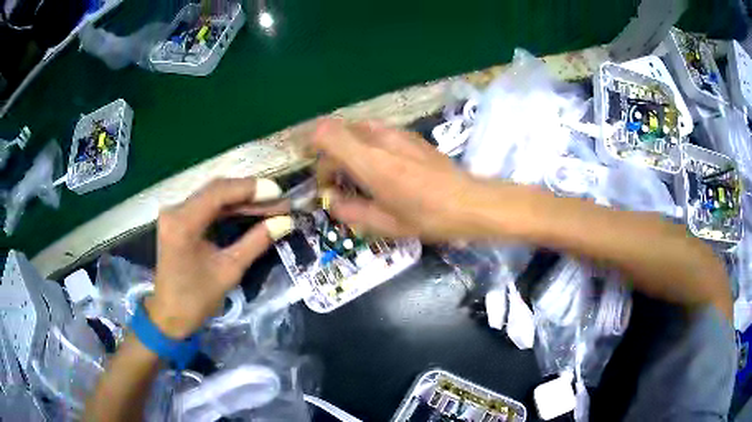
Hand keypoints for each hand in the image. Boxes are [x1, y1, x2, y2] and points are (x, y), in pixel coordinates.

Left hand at [146, 177, 292, 338]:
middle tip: (280, 201)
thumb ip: (256, 242)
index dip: (249, 189)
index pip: (218, 192)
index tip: (278, 193)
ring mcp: (175, 213)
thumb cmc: (196, 299)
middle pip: (216, 190)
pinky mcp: (178, 219)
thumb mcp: (229, 270)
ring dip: (241, 200)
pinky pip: (207, 206)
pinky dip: (229, 208)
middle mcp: (175, 210)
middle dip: (249, 194)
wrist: (170, 315)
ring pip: (213, 196)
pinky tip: (249, 211)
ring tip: (271, 205)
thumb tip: (285, 222)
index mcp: (183, 223)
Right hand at [310, 118, 488, 240]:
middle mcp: (380, 138)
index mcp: (370, 161)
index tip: (314, 169)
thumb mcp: (385, 224)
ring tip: (357, 178)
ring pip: (358, 131)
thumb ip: (351, 211)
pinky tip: (381, 171)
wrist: (470, 202)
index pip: (326, 133)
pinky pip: (377, 133)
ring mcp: (397, 134)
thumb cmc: (428, 216)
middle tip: (336, 185)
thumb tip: (333, 202)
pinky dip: (367, 148)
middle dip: (330, 156)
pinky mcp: (410, 136)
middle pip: (339, 132)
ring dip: (349, 151)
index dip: (311, 145)